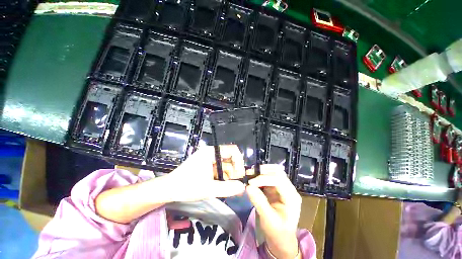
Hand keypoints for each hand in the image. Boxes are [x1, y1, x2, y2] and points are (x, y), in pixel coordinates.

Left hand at [167, 145, 245, 201]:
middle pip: (230, 157)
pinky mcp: (207, 165)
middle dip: (235, 170)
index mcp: (211, 152)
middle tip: (236, 183)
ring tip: (230, 187)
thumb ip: (227, 188)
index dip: (239, 161)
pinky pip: (220, 168)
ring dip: (230, 175)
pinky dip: (224, 176)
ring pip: (226, 164)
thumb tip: (243, 187)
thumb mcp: (209, 189)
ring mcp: (209, 159)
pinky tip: (224, 185)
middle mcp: (211, 153)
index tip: (240, 175)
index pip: (232, 150)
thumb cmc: (187, 186)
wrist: (169, 189)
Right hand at [246, 164, 301, 258]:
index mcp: (292, 197)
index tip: (250, 183)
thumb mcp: (268, 220)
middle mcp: (289, 189)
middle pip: (278, 172)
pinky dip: (260, 176)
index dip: (264, 178)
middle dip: (263, 171)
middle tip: (249, 174)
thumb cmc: (277, 232)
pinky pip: (268, 177)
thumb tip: (248, 187)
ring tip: (250, 175)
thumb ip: (259, 202)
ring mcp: (283, 187)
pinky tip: (253, 178)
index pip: (279, 180)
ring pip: (273, 171)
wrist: (281, 239)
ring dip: (261, 171)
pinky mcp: (276, 188)